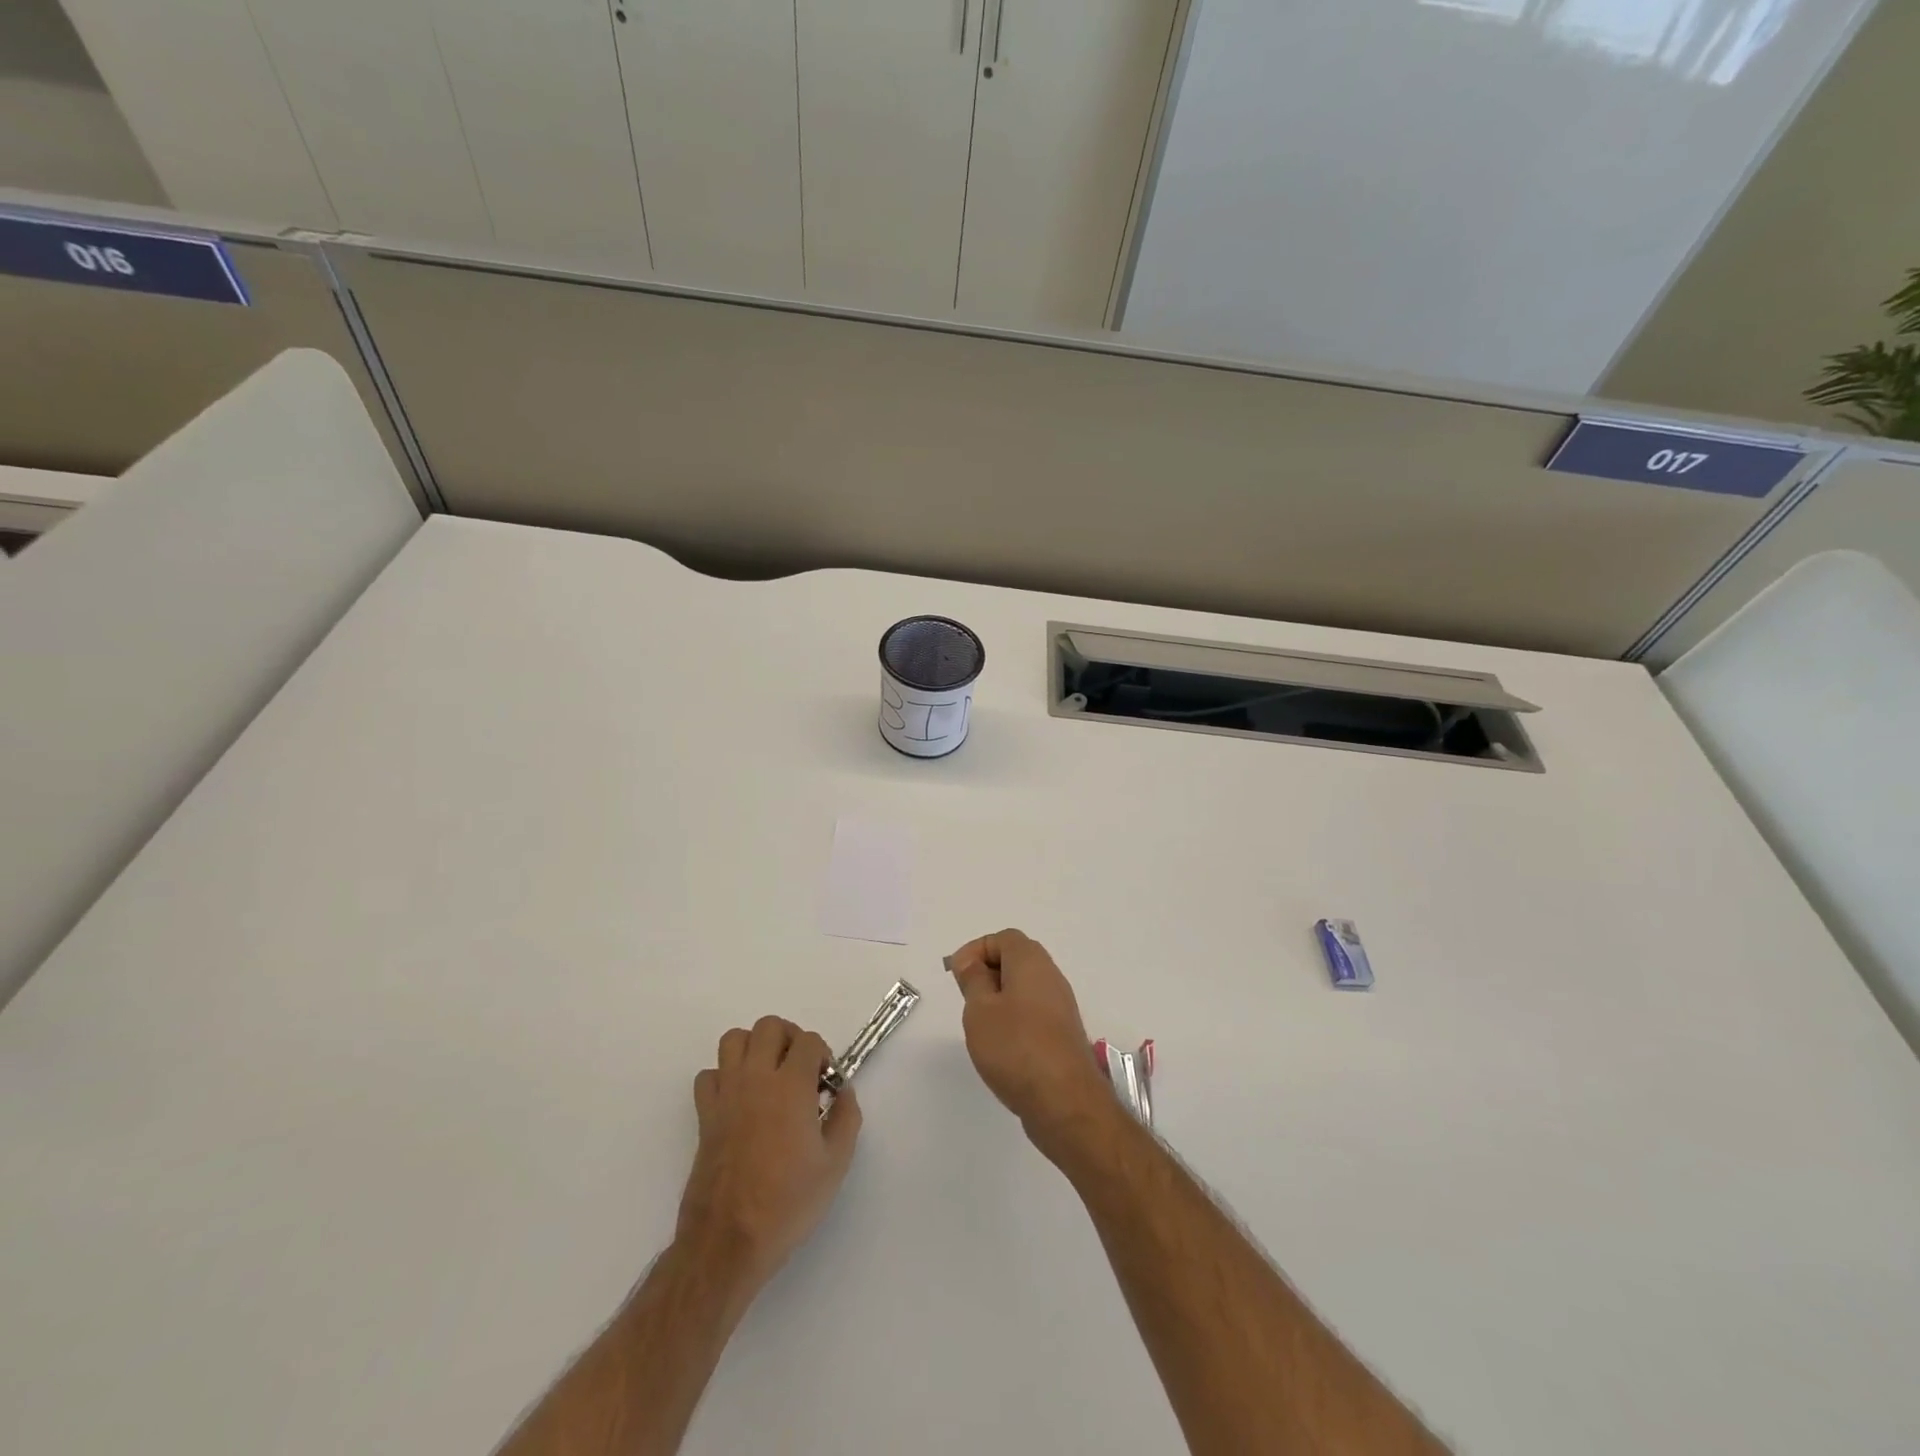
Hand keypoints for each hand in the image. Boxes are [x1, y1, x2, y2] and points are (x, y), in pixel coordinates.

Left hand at [676, 1015, 861, 1292]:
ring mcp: (726, 1094)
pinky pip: (709, 1075)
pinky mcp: (704, 1115)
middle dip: (790, 1038)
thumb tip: (842, 1091)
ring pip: (734, 1039)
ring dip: (754, 1047)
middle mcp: (756, 1078)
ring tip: (768, 1075)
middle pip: (769, 1026)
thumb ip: (846, 1117)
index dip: (823, 1055)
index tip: (826, 1084)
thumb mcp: (835, 1164)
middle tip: (800, 1070)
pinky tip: (739, 1100)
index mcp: (791, 1086)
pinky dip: (724, 1077)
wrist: (729, 1241)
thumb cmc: (788, 1203)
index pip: (809, 1040)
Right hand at [948, 929, 1113, 1159]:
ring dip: (999, 999)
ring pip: (1024, 988)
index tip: (956, 975)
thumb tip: (970, 960)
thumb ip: (973, 979)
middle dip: (987, 973)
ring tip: (980, 1025)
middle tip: (966, 999)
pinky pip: (1033, 1012)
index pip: (1003, 938)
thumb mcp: (980, 1009)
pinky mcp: (1062, 1034)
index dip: (976, 950)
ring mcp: (1060, 1006)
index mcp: (1031, 962)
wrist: (1065, 1101)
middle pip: (1016, 960)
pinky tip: (1001, 1047)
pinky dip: (1013, 1019)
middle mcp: (1051, 977)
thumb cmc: (1015, 1047)